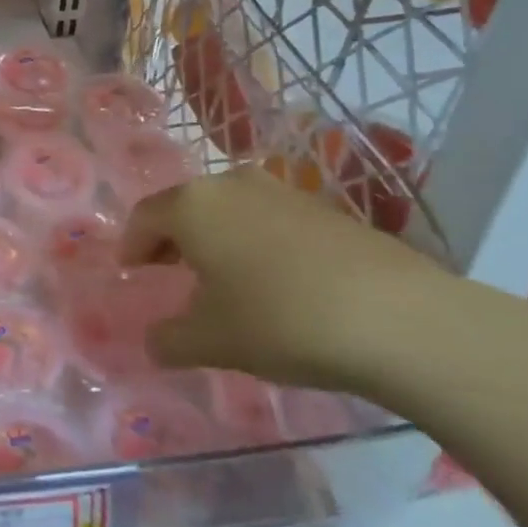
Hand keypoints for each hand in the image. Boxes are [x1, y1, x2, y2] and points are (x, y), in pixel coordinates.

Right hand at [122, 167, 472, 393]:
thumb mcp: (211, 341)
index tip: (130, 272)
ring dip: (216, 239)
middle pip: (186, 207)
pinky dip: (255, 243)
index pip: (145, 217)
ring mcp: (283, 192)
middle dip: (172, 239)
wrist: (397, 318)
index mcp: (193, 205)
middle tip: (167, 272)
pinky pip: (270, 221)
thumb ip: (169, 339)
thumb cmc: (280, 320)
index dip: (131, 245)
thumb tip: (154, 341)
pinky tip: (273, 281)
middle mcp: (232, 185)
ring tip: (221, 279)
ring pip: (230, 211)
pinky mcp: (326, 210)